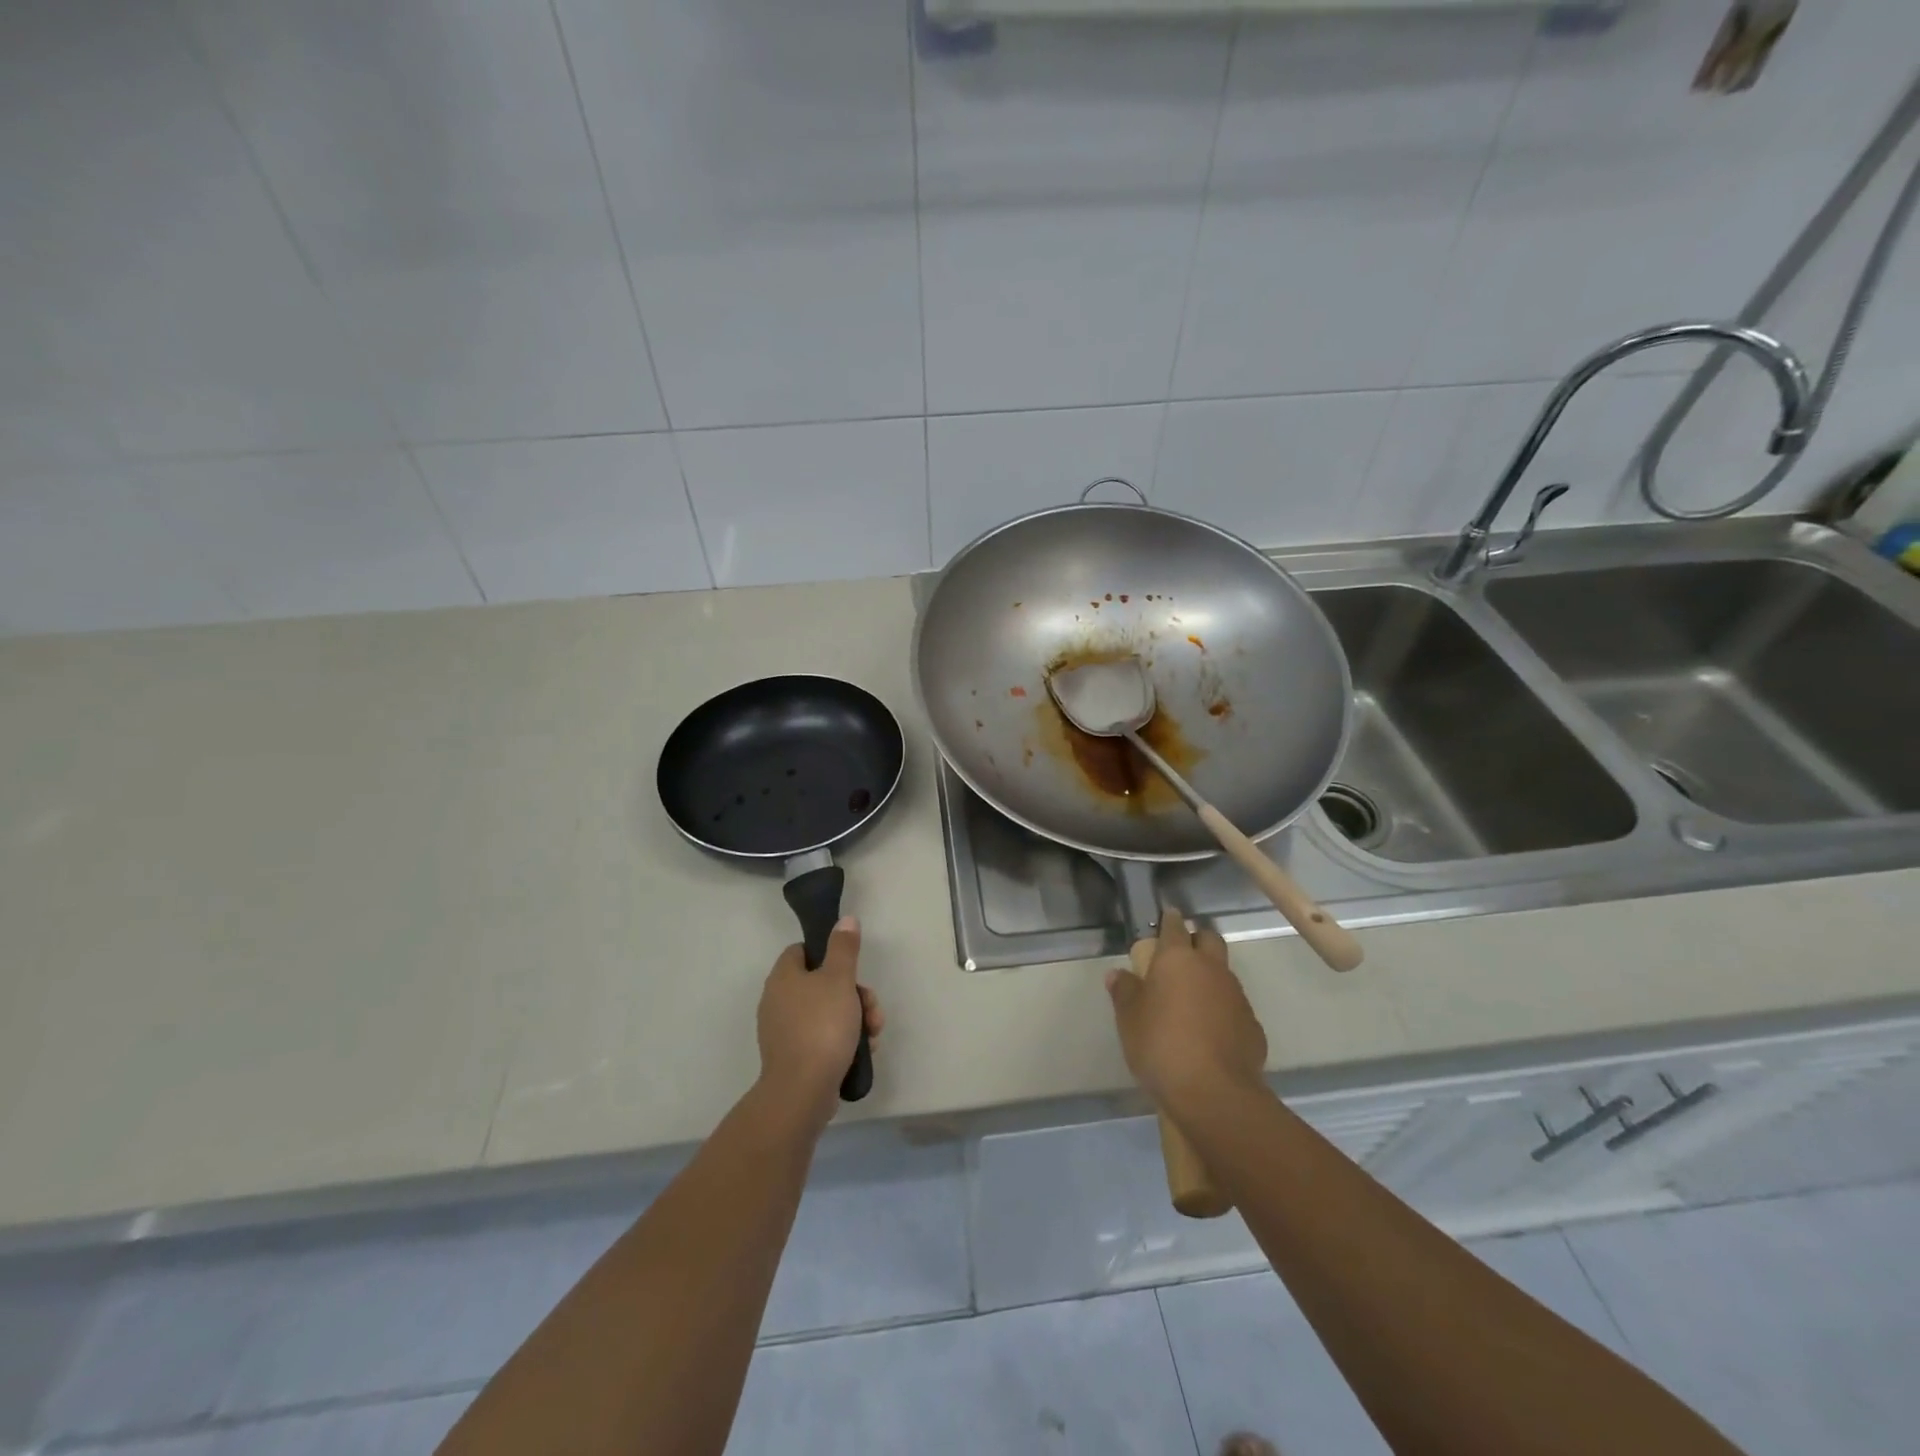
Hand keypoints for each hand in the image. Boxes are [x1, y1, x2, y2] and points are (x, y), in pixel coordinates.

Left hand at [756, 916, 882, 1126]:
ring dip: (856, 1019)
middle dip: (855, 994)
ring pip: (827, 1013)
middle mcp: (778, 1001)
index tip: (851, 968)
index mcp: (783, 977)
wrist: (802, 1091)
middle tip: (871, 1008)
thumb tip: (845, 920)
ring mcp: (784, 1032)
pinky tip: (863, 1052)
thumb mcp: (839, 979)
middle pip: (822, 984)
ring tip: (873, 1034)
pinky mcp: (794, 1058)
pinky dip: (843, 1041)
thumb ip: (844, 948)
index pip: (802, 950)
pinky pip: (823, 1039)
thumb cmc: (821, 1026)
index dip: (828, 953)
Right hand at [1106, 912, 1266, 1114]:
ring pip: (1224, 973)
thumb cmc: (1161, 1046)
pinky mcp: (1253, 1026)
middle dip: (1196, 940)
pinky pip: (1234, 1007)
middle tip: (1179, 956)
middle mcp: (1211, 969)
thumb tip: (1118, 974)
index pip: (1175, 926)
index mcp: (1177, 959)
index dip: (1169, 920)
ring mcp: (1237, 996)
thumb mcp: (1129, 1019)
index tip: (1164, 919)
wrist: (1214, 1094)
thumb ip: (1124, 991)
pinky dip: (1222, 1010)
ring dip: (1210, 977)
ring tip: (1191, 999)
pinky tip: (1209, 1032)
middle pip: (1209, 939)